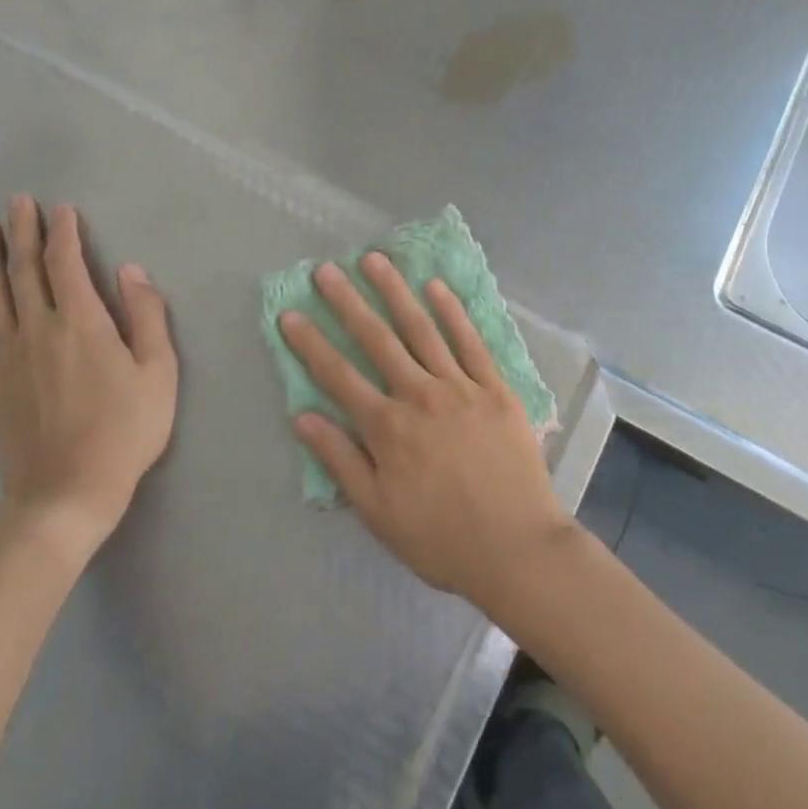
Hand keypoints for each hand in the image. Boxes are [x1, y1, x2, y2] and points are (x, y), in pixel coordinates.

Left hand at [0, 195, 177, 564]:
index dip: (65, 233)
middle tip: (17, 201)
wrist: (67, 494)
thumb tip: (131, 271)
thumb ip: (147, 316)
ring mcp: (6, 359)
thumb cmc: (126, 431)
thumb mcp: (159, 372)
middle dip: (24, 233)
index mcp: (82, 323)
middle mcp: (39, 330)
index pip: (68, 264)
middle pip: (27, 271)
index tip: (62, 209)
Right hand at [281, 253, 574, 613]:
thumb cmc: (440, 538)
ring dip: (395, 292)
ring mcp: (460, 386)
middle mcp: (420, 395)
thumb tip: (302, 416)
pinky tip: (436, 286)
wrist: (516, 548)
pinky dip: (452, 311)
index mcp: (387, 428)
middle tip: (327, 269)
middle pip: (377, 339)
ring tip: (374, 260)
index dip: (311, 343)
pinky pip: (470, 341)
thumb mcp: (378, 512)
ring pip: (421, 328)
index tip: (291, 313)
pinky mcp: (494, 387)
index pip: (338, 375)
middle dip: (348, 302)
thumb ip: (340, 460)